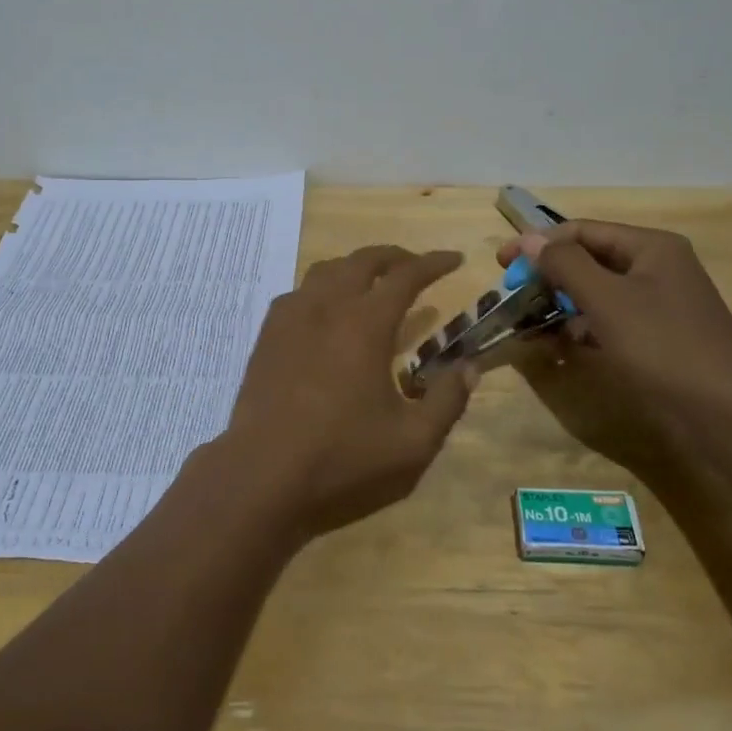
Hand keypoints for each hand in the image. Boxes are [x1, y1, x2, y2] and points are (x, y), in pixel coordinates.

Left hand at [211, 246, 476, 541]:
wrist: (262, 473)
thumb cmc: (342, 458)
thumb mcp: (412, 442)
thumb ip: (447, 400)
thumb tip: (469, 367)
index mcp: (365, 323)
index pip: (406, 276)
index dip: (434, 263)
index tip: (455, 259)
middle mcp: (327, 306)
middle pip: (363, 261)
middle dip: (394, 257)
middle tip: (416, 267)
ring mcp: (291, 317)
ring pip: (327, 270)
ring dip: (356, 267)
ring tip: (373, 284)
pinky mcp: (268, 334)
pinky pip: (299, 293)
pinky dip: (322, 288)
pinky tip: (327, 312)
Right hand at [498, 221, 731, 426]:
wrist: (730, 417)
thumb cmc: (664, 346)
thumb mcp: (607, 300)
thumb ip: (565, 264)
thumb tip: (528, 238)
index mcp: (651, 247)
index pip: (582, 231)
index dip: (539, 243)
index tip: (501, 264)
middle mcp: (656, 268)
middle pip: (589, 260)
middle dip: (549, 276)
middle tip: (513, 295)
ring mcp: (659, 305)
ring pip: (597, 293)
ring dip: (561, 305)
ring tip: (528, 324)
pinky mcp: (657, 339)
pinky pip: (609, 321)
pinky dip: (582, 329)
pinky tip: (559, 347)